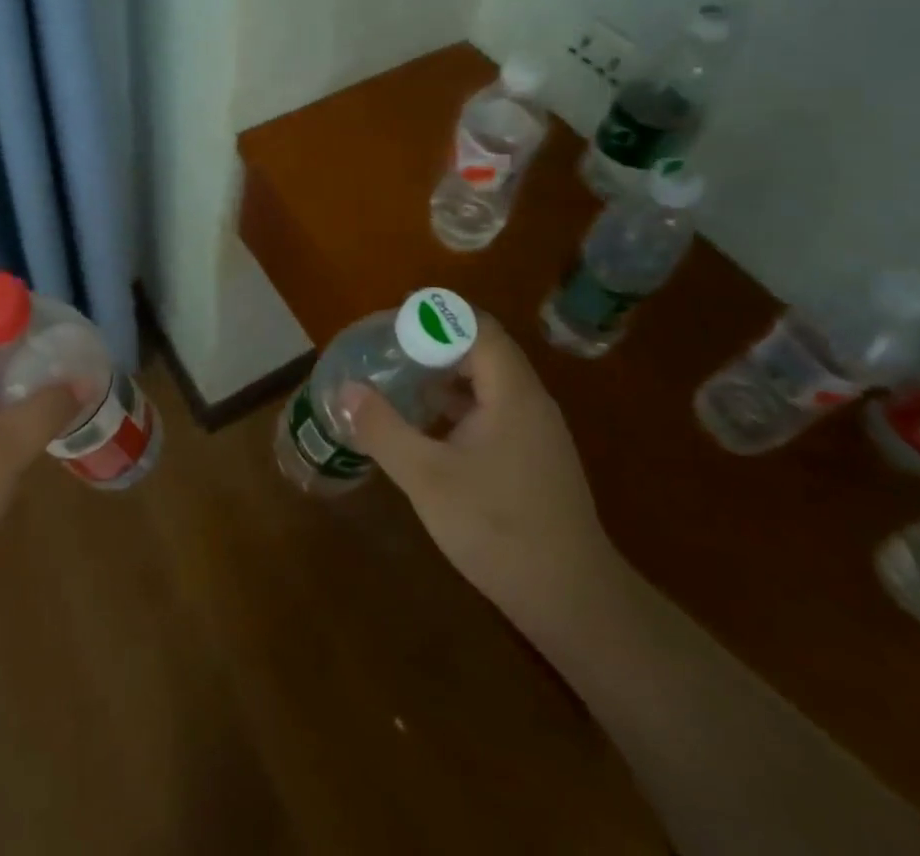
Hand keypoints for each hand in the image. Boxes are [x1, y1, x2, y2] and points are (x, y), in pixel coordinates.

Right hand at [340, 311, 620, 613]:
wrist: (572, 602)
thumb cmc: (498, 528)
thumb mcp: (427, 477)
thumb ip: (384, 429)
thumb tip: (346, 389)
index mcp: (512, 393)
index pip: (476, 327)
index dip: (434, 318)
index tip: (392, 326)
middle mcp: (529, 402)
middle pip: (481, 349)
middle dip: (432, 345)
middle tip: (388, 353)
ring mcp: (535, 432)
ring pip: (486, 383)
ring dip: (443, 377)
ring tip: (399, 384)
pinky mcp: (533, 458)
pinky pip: (492, 412)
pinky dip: (457, 407)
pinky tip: (426, 430)